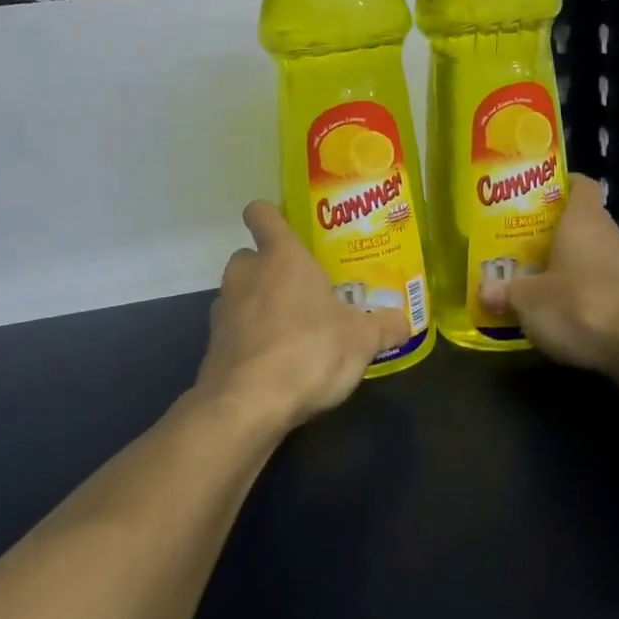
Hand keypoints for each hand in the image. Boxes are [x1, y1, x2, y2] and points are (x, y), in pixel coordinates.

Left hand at [196, 201, 411, 432]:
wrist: (246, 405)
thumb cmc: (308, 351)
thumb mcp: (361, 340)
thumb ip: (384, 326)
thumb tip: (404, 321)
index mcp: (280, 256)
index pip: (261, 214)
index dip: (270, 215)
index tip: (287, 228)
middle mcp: (246, 273)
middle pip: (251, 256)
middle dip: (271, 270)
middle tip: (304, 291)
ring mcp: (224, 308)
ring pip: (241, 293)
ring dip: (260, 305)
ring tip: (293, 330)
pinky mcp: (213, 344)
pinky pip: (235, 329)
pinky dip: (251, 339)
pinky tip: (275, 362)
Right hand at [479, 173, 618, 375]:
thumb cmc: (580, 304)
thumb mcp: (528, 300)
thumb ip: (505, 292)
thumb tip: (483, 290)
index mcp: (584, 220)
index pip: (581, 185)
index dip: (561, 185)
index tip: (536, 195)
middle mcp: (611, 235)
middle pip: (584, 222)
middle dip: (556, 232)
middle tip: (524, 244)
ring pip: (596, 256)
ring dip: (574, 266)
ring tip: (542, 280)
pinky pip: (608, 286)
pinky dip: (590, 294)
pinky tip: (570, 313)